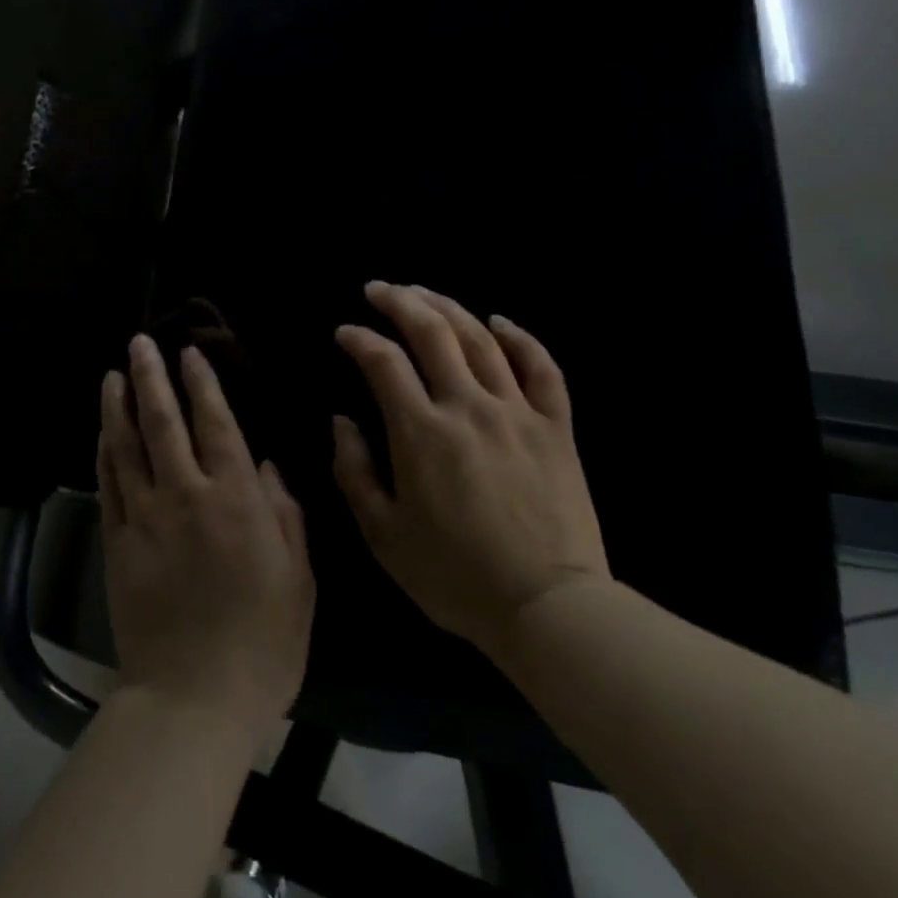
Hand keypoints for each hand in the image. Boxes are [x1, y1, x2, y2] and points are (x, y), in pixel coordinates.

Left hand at [97, 335, 314, 744]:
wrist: (193, 698)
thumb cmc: (263, 641)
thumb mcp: (299, 577)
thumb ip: (286, 513)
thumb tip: (266, 464)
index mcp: (235, 498)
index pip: (215, 423)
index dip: (202, 383)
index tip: (190, 353)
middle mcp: (185, 494)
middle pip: (163, 421)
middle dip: (152, 376)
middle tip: (140, 342)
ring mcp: (143, 516)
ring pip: (126, 445)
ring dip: (118, 404)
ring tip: (113, 373)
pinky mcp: (116, 541)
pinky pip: (107, 483)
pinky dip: (105, 451)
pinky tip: (103, 430)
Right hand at [332, 282, 609, 650]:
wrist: (550, 609)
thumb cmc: (455, 577)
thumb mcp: (383, 536)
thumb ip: (354, 472)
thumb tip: (341, 421)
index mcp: (421, 432)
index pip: (383, 362)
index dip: (358, 339)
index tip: (344, 333)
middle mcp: (467, 406)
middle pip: (432, 332)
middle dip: (400, 302)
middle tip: (379, 288)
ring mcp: (516, 412)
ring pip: (481, 339)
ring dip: (448, 307)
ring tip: (424, 293)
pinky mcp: (556, 427)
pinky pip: (542, 368)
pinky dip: (521, 337)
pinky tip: (500, 321)